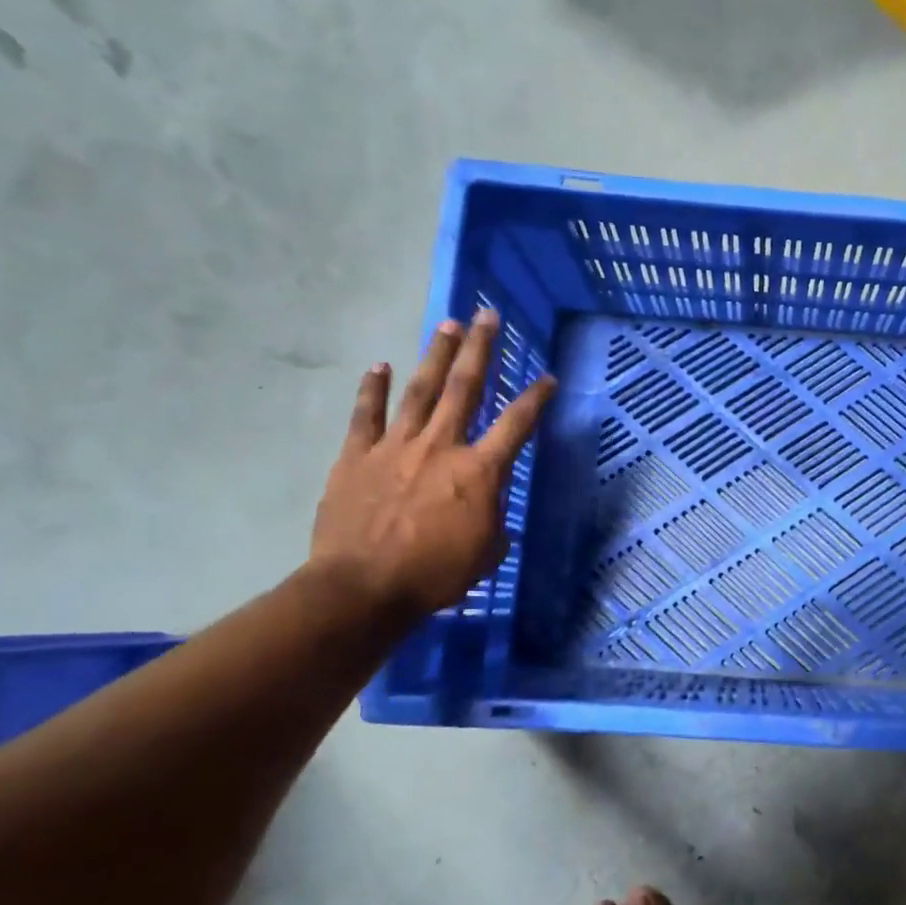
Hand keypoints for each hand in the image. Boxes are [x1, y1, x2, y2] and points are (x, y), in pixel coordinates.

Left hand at [308, 311, 556, 618]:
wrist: (362, 588)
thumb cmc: (435, 575)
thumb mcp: (486, 552)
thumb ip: (493, 522)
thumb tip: (489, 513)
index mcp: (479, 471)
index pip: (517, 424)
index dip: (536, 398)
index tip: (548, 377)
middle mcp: (441, 446)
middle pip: (465, 387)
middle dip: (480, 349)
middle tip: (487, 316)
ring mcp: (396, 447)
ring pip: (420, 390)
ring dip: (436, 356)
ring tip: (447, 325)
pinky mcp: (357, 457)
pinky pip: (366, 415)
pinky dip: (372, 389)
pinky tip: (379, 366)